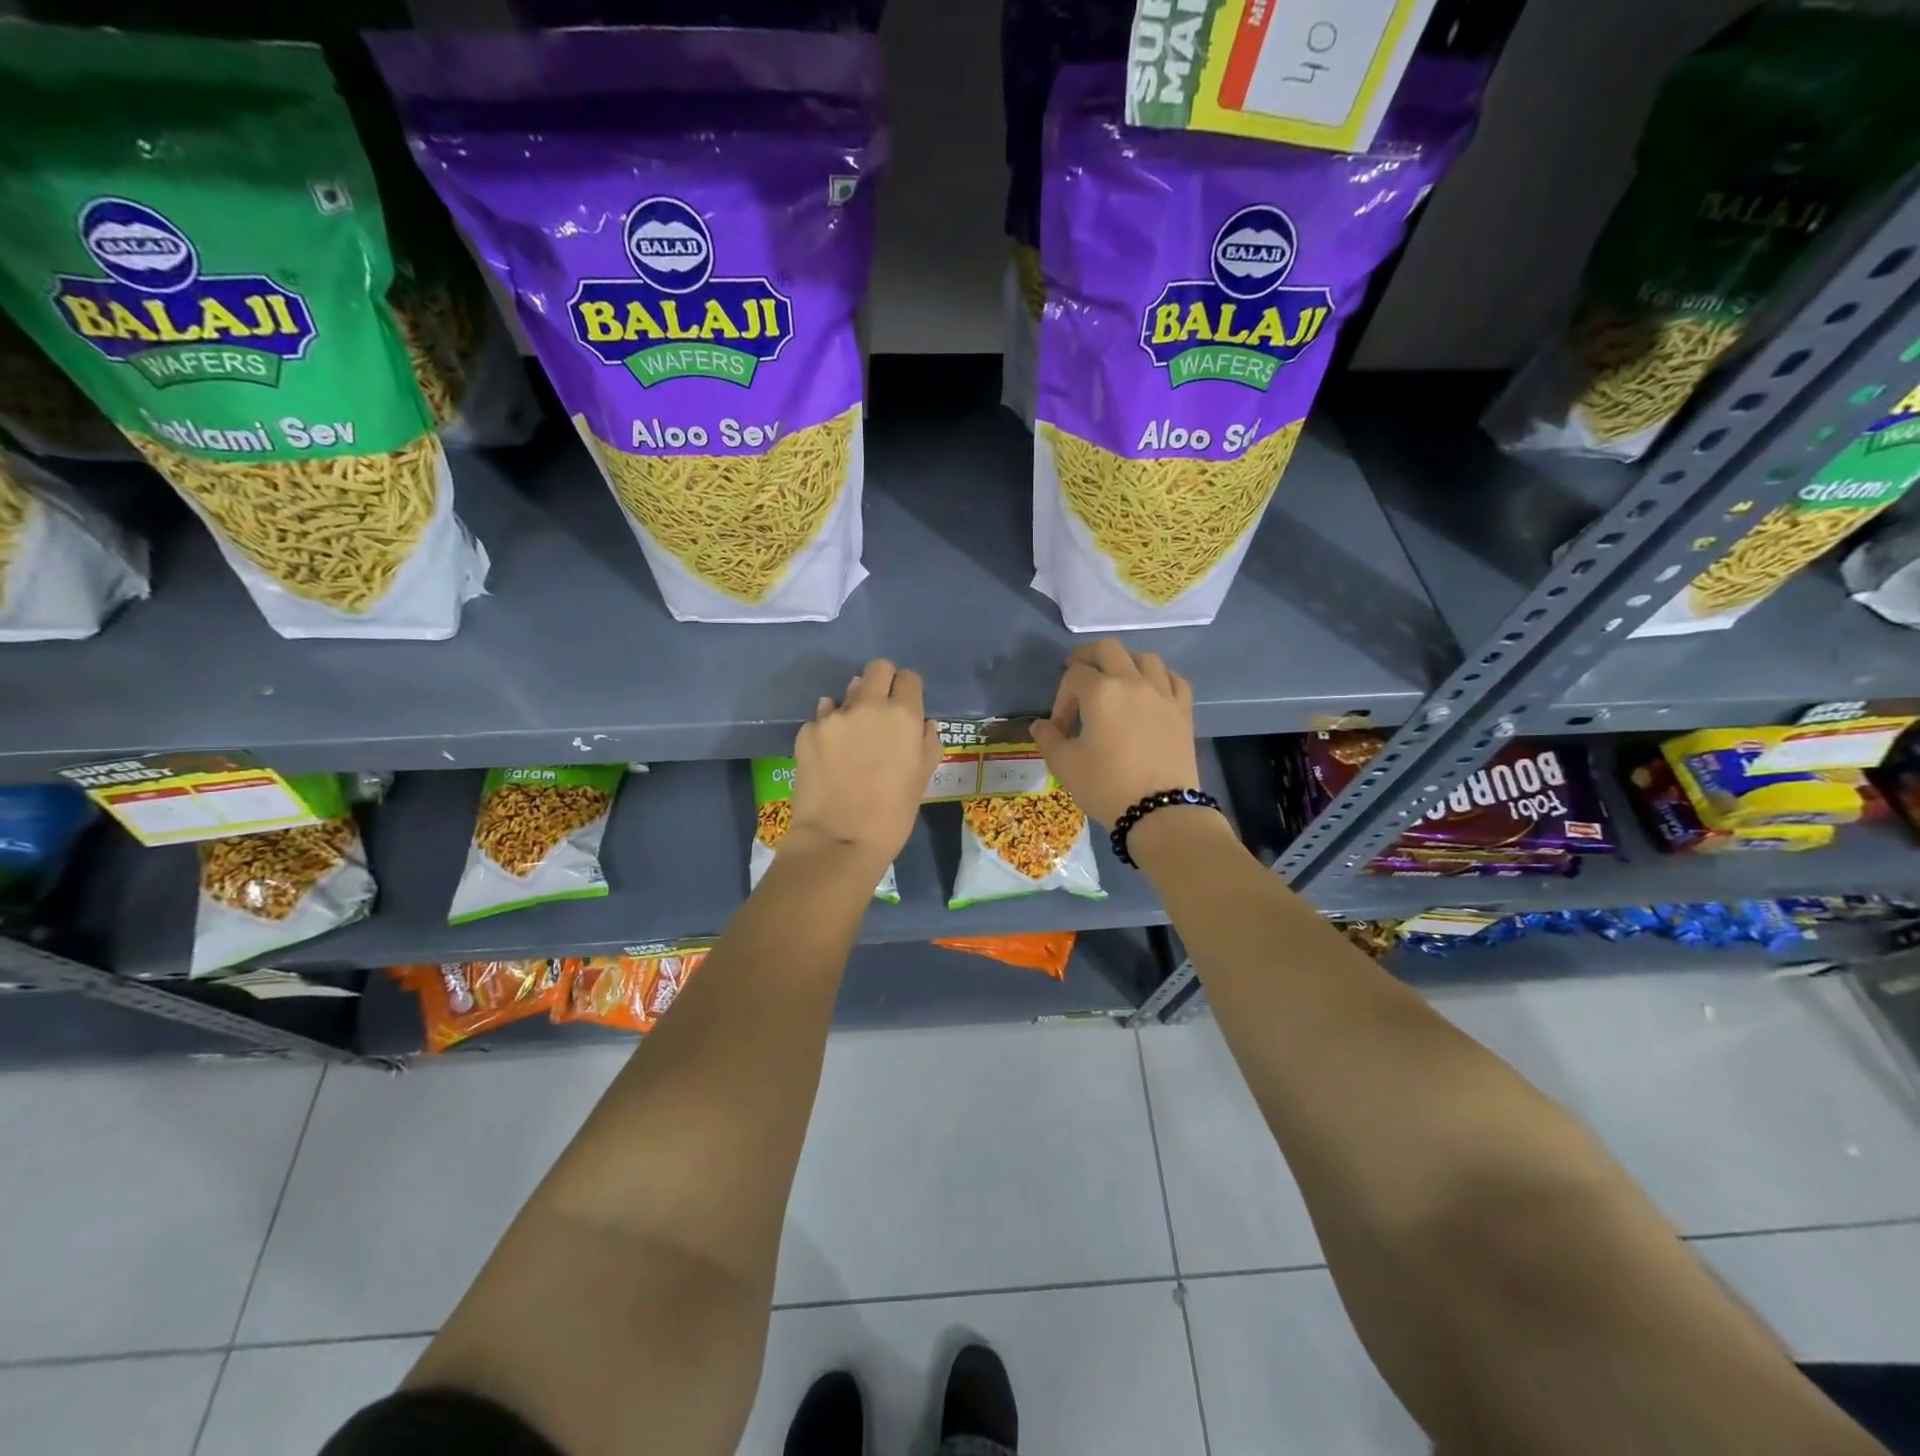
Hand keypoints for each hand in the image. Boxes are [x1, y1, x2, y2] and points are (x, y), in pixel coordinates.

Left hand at [788, 658, 940, 867]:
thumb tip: (923, 724)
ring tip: (852, 737)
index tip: (906, 706)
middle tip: (881, 710)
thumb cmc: (893, 815)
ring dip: (853, 706)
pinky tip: (830, 754)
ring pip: (846, 693)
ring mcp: (833, 717)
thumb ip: (926, 743)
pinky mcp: (806, 731)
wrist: (839, 840)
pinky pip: (822, 718)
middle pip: (877, 668)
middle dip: (882, 681)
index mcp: (903, 715)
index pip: (908, 678)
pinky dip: (829, 729)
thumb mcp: (922, 779)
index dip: (908, 689)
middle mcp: (868, 706)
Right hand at [1031, 640, 1200, 826]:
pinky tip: (1150, 692)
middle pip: (1108, 649)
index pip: (1073, 676)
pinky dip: (1159, 678)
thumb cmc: (1106, 785)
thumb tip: (1040, 726)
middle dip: (1088, 657)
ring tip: (1116, 682)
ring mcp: (1162, 694)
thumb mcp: (1065, 765)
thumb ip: (1048, 739)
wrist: (1160, 811)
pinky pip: (1173, 679)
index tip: (1060, 728)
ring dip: (1125, 663)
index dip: (1061, 698)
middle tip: (1078, 674)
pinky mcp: (1183, 710)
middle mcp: (1132, 682)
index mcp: (1100, 692)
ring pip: (1145, 658)